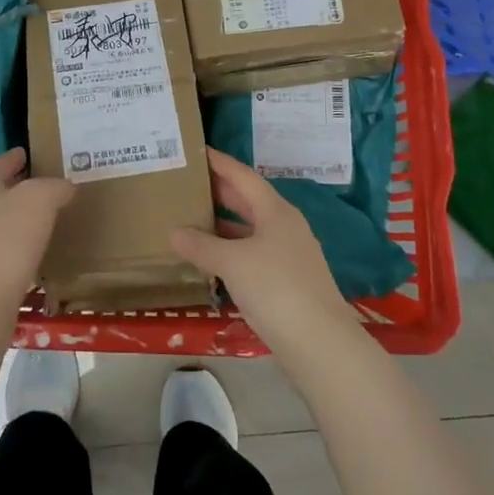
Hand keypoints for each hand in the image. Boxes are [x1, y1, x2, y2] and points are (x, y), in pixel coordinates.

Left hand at [0, 149, 74, 316]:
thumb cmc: (7, 241)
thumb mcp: (39, 199)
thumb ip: (55, 186)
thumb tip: (64, 187)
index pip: (1, 162)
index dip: (17, 156)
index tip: (32, 152)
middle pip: (0, 191)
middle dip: (23, 187)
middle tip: (53, 185)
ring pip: (2, 221)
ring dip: (23, 218)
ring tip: (51, 217)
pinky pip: (4, 249)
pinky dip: (21, 245)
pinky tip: (39, 251)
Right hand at [170, 149, 361, 351]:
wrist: (320, 343)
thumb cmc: (276, 288)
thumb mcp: (232, 262)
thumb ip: (201, 246)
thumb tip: (173, 233)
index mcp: (275, 211)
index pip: (243, 176)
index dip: (220, 162)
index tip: (197, 151)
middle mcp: (284, 226)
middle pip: (248, 201)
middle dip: (219, 191)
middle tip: (187, 183)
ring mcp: (288, 255)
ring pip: (250, 230)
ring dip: (223, 225)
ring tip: (191, 219)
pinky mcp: (287, 282)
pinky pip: (252, 254)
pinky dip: (230, 251)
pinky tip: (210, 260)